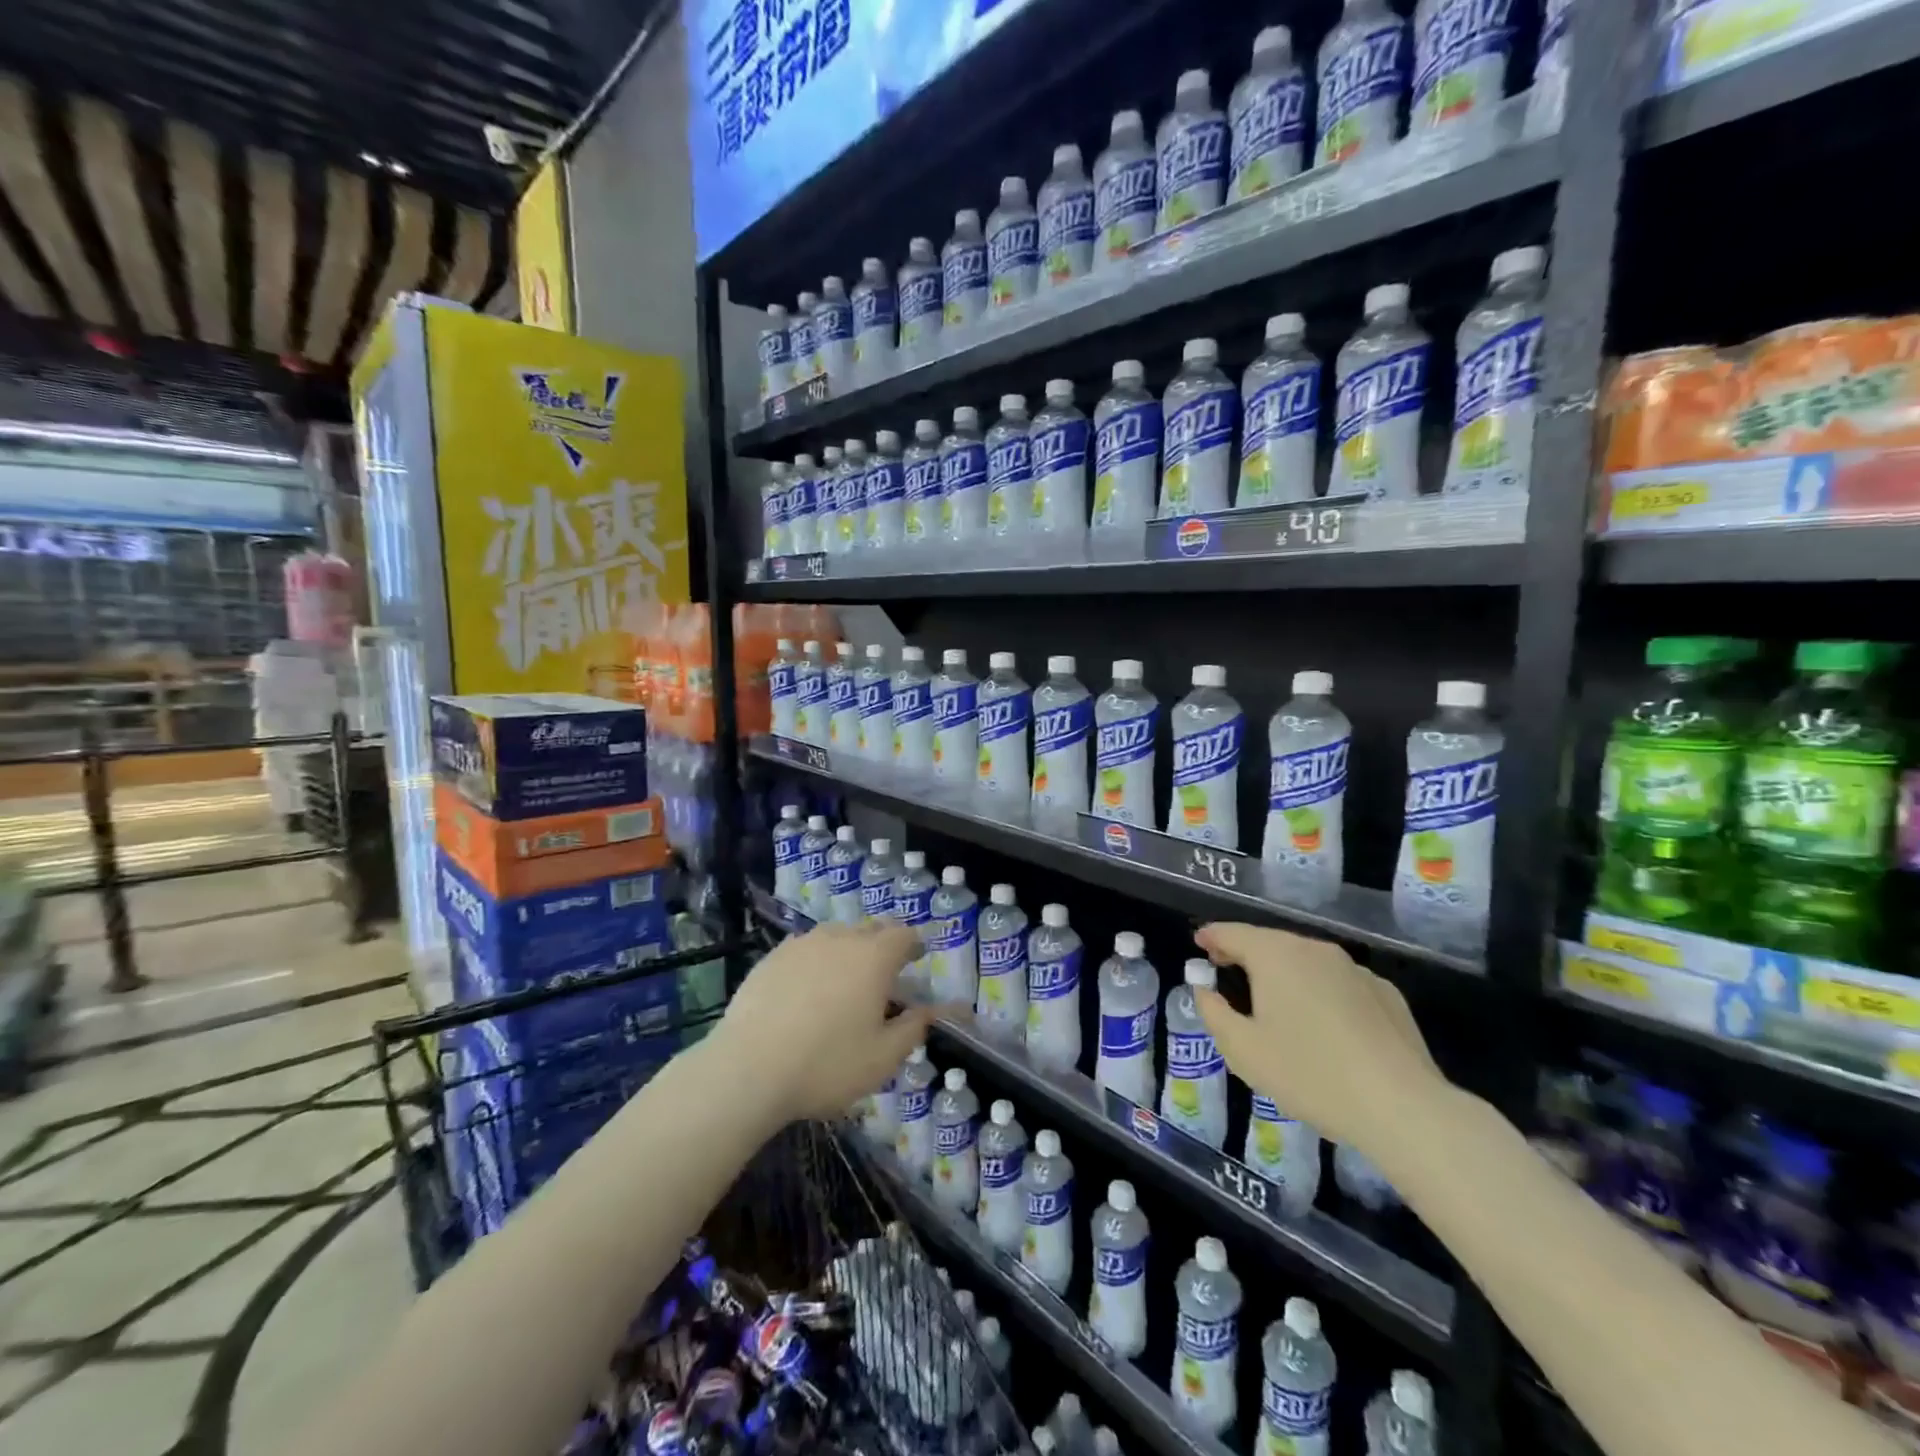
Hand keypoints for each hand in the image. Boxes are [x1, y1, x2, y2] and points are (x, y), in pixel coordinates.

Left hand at [709, 922, 950, 1122]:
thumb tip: (937, 1010)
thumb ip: (915, 1028)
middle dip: (882, 946)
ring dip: (847, 952)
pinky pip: (805, 950)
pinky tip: (805, 993)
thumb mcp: (883, 1058)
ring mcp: (802, 944)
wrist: (748, 1069)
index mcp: (874, 957)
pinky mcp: (772, 957)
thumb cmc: (827, 1064)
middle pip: (870, 929)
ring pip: (835, 937)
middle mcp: (840, 938)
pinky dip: (814, 963)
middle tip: (882, 977)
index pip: (904, 934)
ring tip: (842, 985)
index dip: (914, 945)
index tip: (916, 961)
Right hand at [1191, 923, 1447, 1157]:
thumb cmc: (1310, 1074)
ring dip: (1284, 973)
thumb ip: (1214, 1013)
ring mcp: (1355, 969)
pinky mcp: (1386, 993)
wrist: (1402, 1107)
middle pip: (1270, 943)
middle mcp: (1315, 949)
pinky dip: (1320, 991)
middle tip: (1227, 970)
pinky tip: (1323, 1024)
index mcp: (1275, 955)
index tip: (1199, 943)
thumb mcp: (1243, 1050)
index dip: (1212, 936)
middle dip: (1246, 953)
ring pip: (1307, 961)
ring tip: (1273, 1000)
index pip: (1232, 933)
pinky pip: (1339, 983)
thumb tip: (1205, 990)